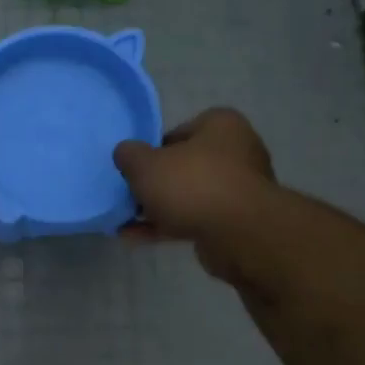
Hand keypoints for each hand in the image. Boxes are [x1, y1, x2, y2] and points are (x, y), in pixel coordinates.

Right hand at [113, 108, 275, 282]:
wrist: (240, 234)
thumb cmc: (193, 184)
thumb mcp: (145, 164)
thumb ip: (129, 155)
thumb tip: (126, 154)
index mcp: (221, 125)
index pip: (179, 131)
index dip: (153, 149)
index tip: (136, 167)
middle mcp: (237, 152)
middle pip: (184, 165)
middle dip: (156, 182)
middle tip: (131, 194)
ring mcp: (239, 189)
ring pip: (189, 195)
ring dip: (158, 208)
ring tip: (125, 222)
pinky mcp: (236, 221)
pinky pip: (195, 219)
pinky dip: (168, 227)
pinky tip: (136, 238)